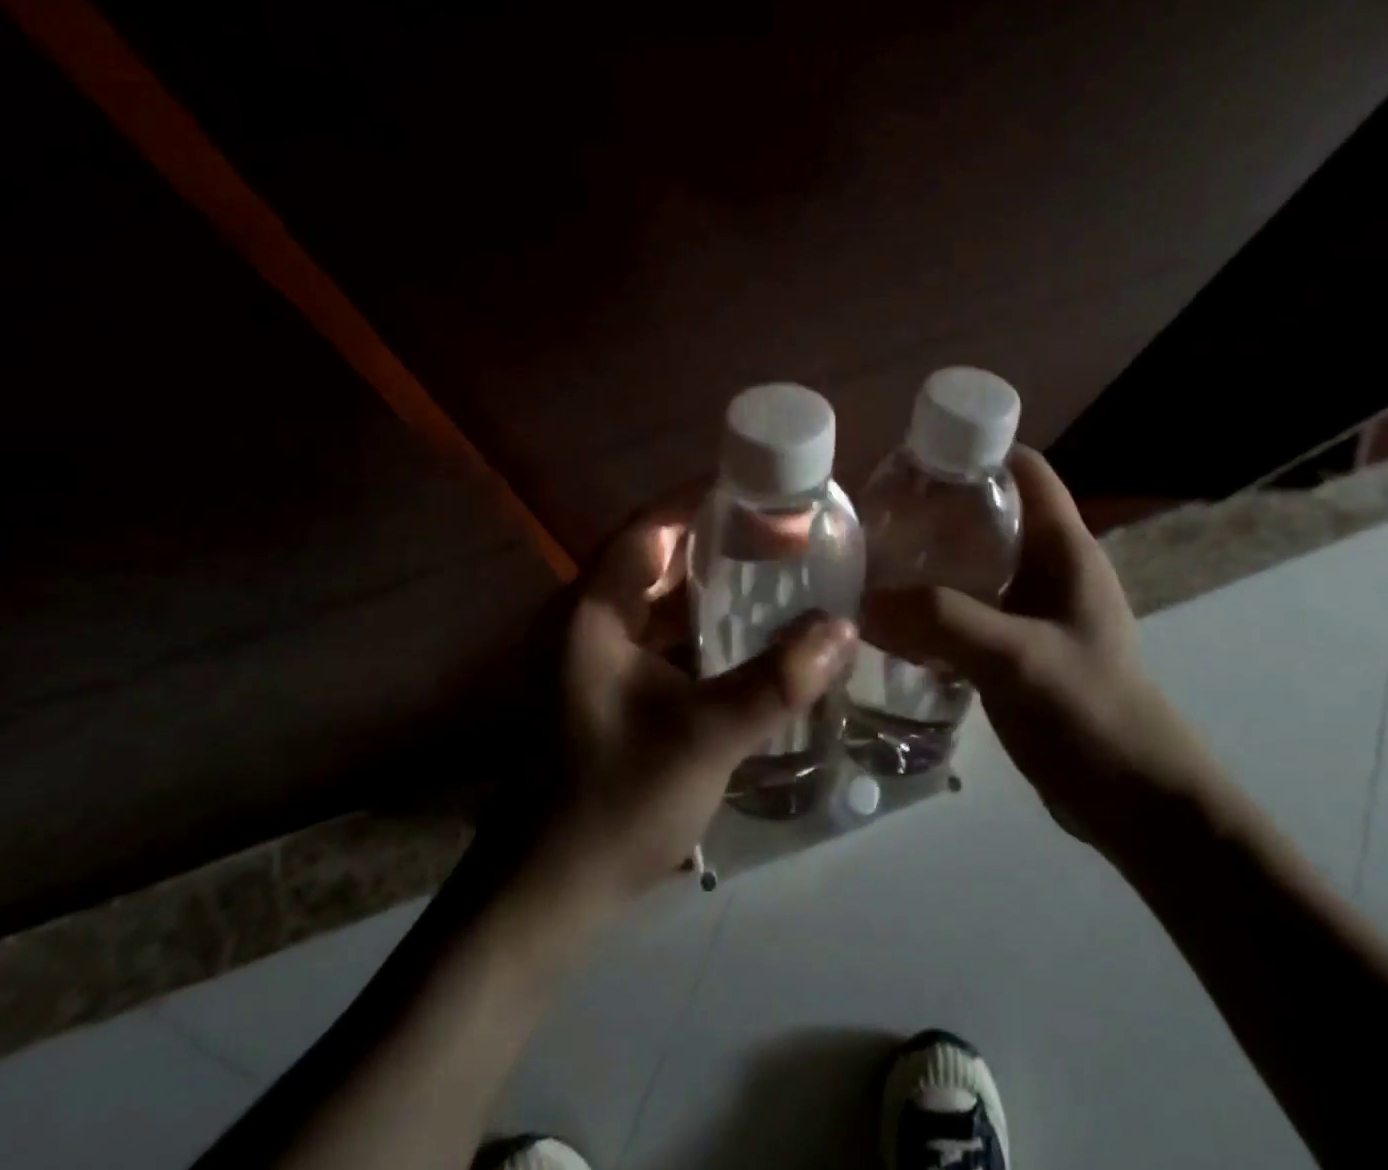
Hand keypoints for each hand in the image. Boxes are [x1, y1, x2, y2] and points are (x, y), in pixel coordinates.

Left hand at [522, 488, 855, 906]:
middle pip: (652, 557)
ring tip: (769, 572)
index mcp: (592, 612)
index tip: (760, 489)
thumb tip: (843, 628)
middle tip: (778, 532)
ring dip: (706, 585)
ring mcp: (588, 657)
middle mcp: (582, 621)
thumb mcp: (706, 738)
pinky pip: (653, 636)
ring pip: (653, 599)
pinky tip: (740, 637)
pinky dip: (695, 626)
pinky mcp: (599, 689)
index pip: (649, 527)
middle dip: (714, 540)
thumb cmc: (615, 803)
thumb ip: (777, 681)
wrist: (544, 897)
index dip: (702, 501)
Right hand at [861, 446, 1218, 867]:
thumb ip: (942, 621)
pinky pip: (968, 608)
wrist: (1136, 804)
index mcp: (1066, 549)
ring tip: (873, 562)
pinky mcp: (1017, 648)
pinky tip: (893, 619)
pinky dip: (932, 605)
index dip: (975, 449)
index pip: (1024, 469)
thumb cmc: (1092, 714)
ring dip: (929, 560)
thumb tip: (862, 601)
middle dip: (935, 508)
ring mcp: (1034, 610)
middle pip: (990, 513)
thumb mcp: (1016, 657)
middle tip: (876, 515)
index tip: (913, 458)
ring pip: (974, 564)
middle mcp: (1050, 568)